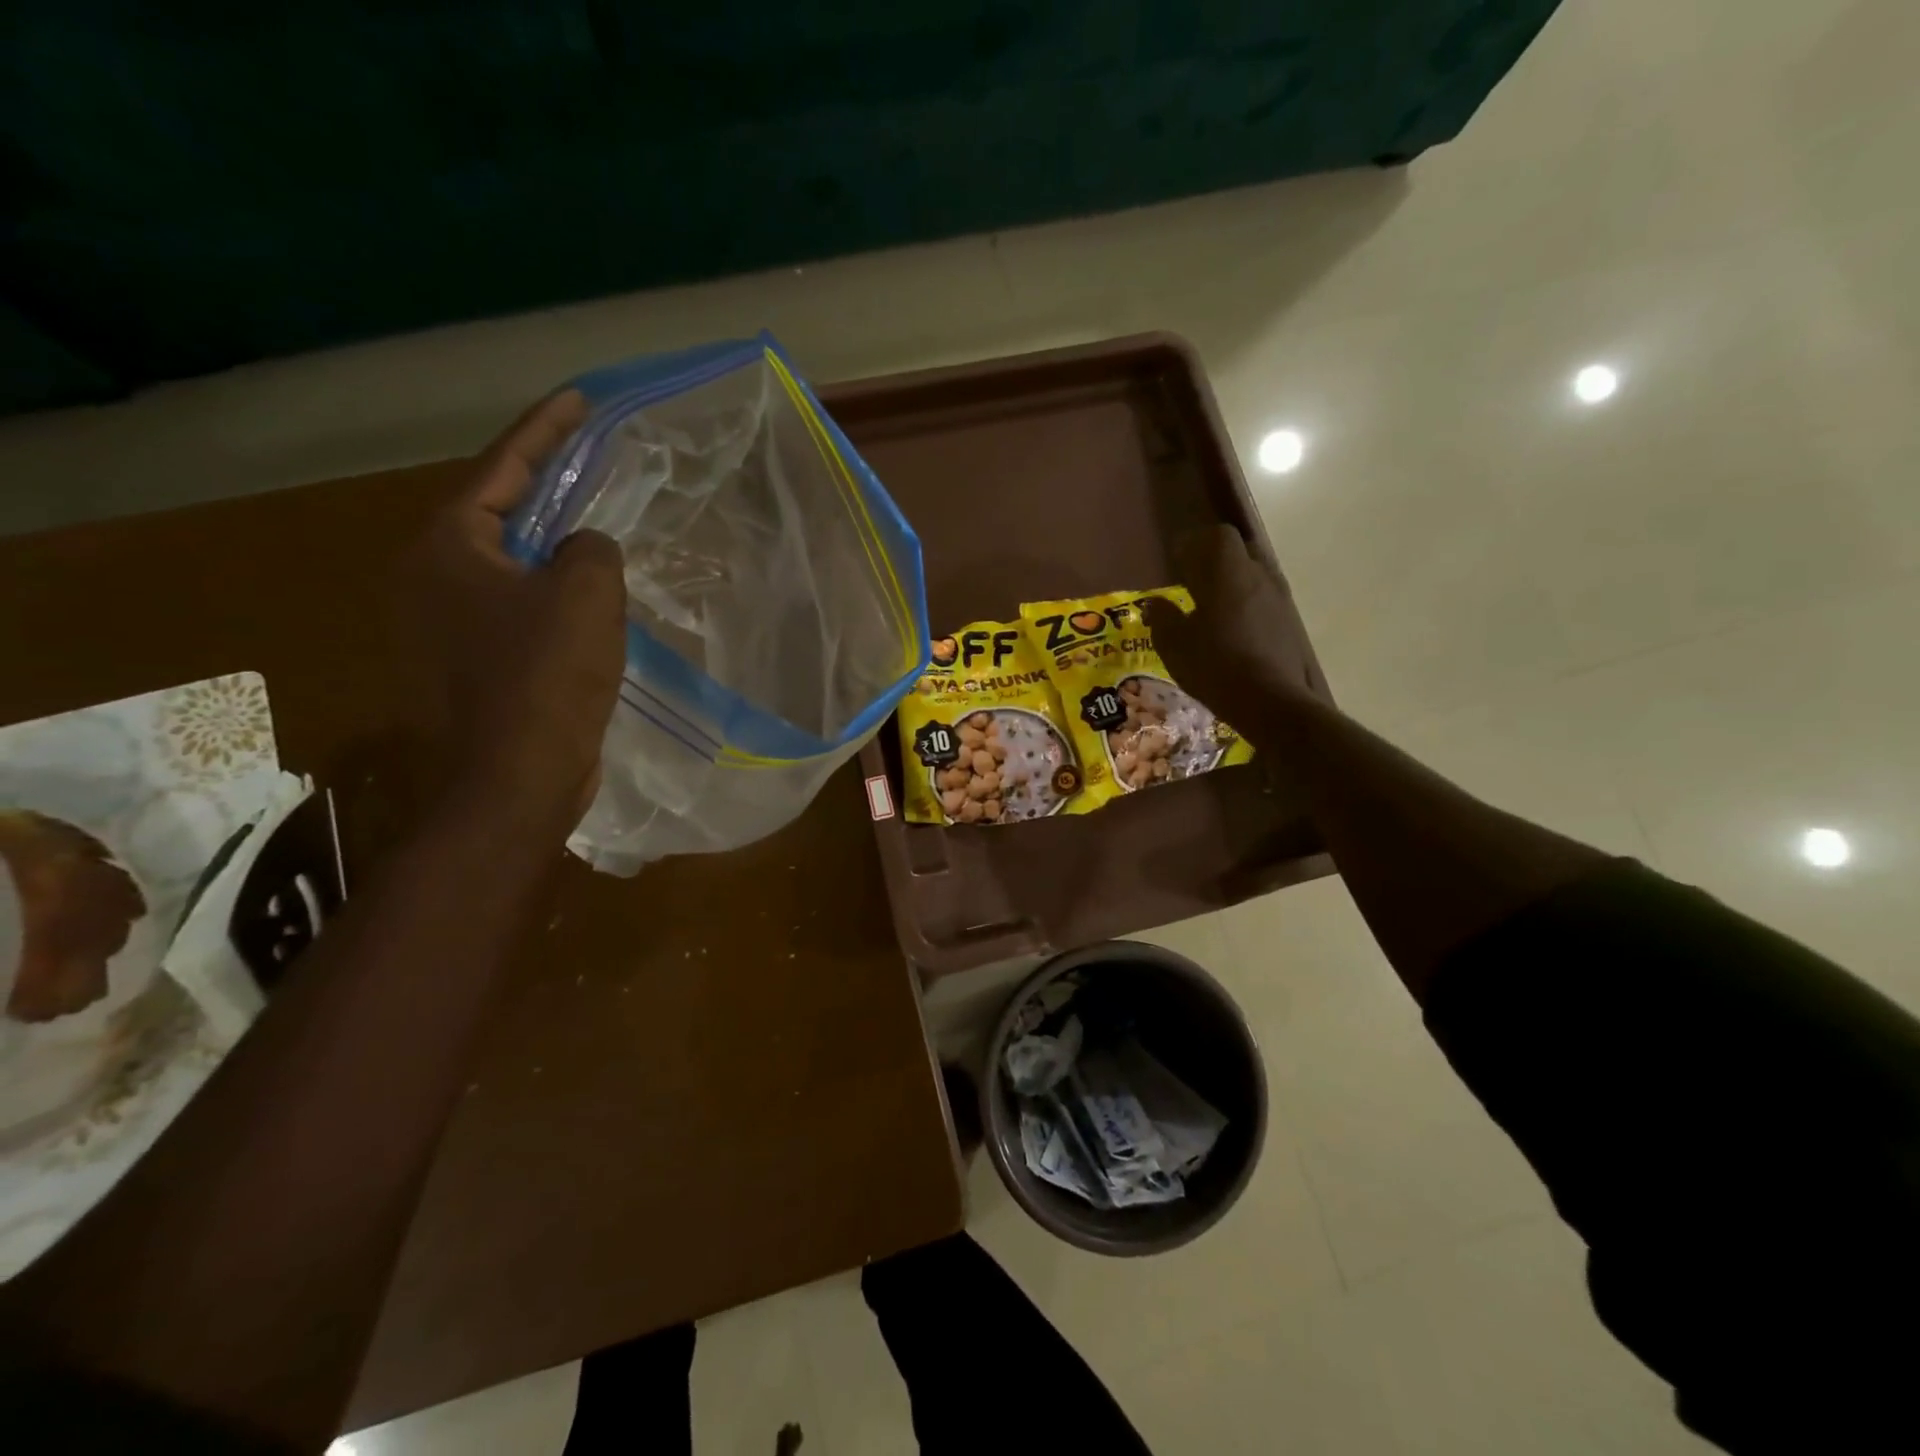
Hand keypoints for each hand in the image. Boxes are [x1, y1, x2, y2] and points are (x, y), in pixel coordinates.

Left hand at [408, 391, 626, 828]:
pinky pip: (518, 610)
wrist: (515, 778)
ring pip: (510, 567)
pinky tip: (590, 603)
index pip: (501, 468)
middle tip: (594, 467)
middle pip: (499, 514)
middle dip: (548, 490)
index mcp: (449, 546)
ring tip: (600, 531)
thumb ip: (592, 547)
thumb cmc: (545, 677)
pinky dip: (553, 597)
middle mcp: (431, 577)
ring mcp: (445, 625)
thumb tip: (584, 550)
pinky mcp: (472, 664)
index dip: (545, 431)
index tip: (578, 400)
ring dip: (554, 549)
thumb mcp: (586, 593)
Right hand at [1144, 525, 1316, 735]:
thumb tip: (1154, 603)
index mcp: (1228, 573)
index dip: (1195, 544)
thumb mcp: (1174, 644)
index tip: (1177, 562)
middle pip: (1238, 553)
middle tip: (1192, 584)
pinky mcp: (1290, 624)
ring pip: (1253, 578)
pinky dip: (1246, 608)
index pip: (1217, 536)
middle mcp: (1259, 576)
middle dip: (1214, 562)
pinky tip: (1232, 634)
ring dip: (1232, 586)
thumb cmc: (1215, 665)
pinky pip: (1263, 603)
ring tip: (1211, 611)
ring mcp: (1279, 600)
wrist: (1271, 701)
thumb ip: (1162, 617)